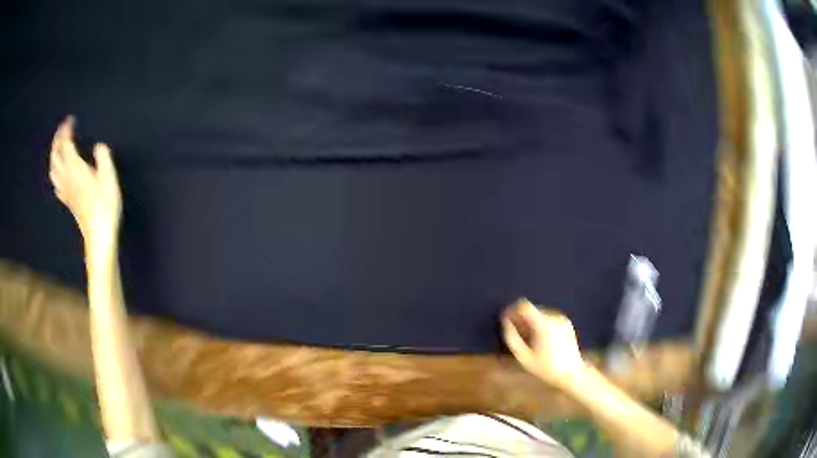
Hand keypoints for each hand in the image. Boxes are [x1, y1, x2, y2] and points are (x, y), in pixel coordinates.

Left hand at [49, 116, 121, 243]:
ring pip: (53, 169)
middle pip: (56, 156)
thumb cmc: (105, 204)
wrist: (99, 234)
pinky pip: (56, 183)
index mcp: (75, 168)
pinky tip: (59, 174)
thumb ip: (103, 157)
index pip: (66, 144)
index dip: (66, 130)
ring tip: (58, 148)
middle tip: (62, 129)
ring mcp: (65, 191)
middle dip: (57, 140)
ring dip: (54, 156)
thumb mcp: (109, 176)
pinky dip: (56, 173)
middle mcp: (66, 177)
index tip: (70, 119)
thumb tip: (98, 146)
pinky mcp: (68, 201)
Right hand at [502, 299, 585, 388]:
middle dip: (521, 318)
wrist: (572, 373)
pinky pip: (548, 318)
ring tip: (528, 339)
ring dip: (531, 322)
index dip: (513, 310)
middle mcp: (554, 317)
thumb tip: (505, 322)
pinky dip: (541, 324)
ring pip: (539, 313)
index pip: (524, 306)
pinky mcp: (566, 322)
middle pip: (532, 309)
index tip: (506, 319)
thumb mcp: (524, 357)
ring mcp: (561, 319)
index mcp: (544, 325)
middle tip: (516, 334)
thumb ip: (512, 338)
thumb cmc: (546, 368)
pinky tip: (540, 340)